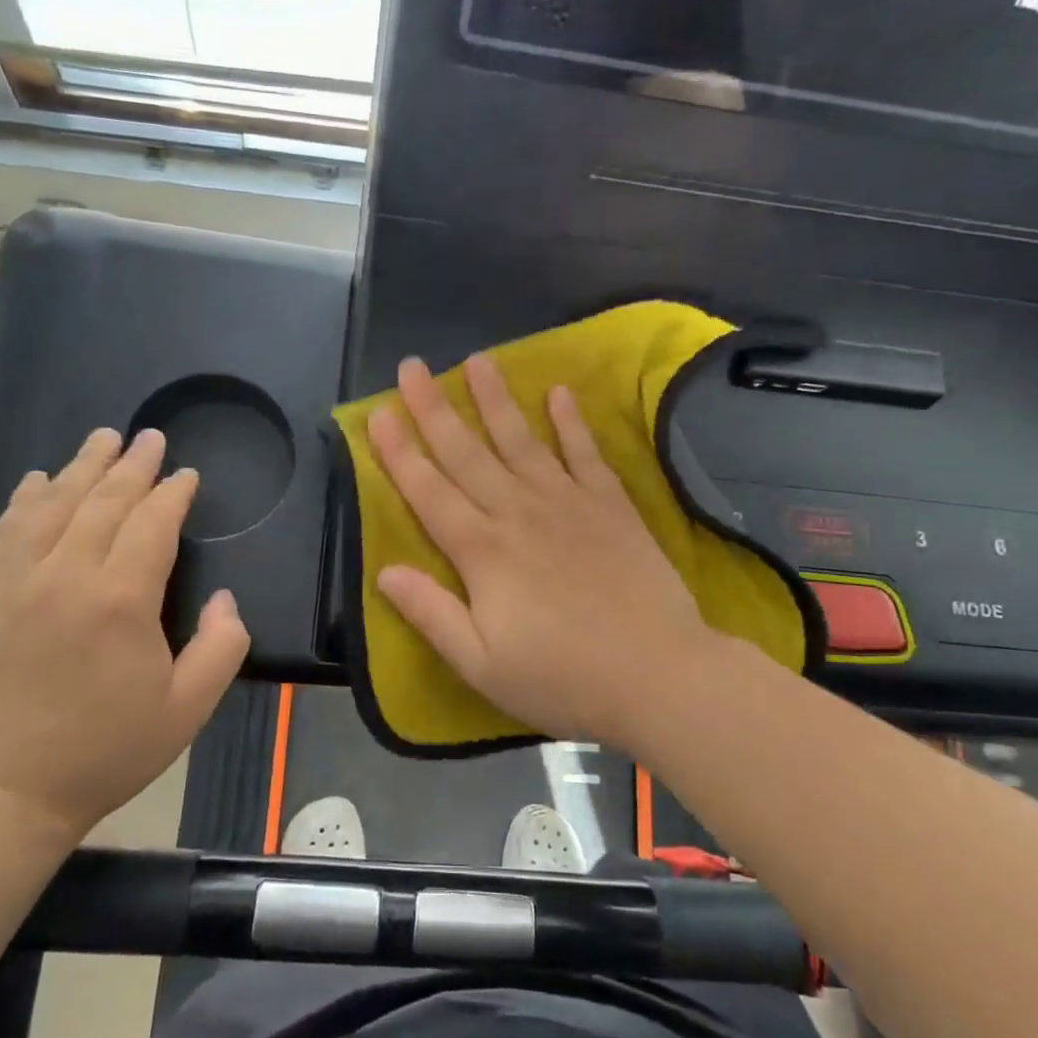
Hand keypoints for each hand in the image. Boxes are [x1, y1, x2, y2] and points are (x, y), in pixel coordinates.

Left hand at [0, 427, 249, 846]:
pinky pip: (6, 531)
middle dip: (132, 465)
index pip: (152, 523)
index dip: (173, 493)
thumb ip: (223, 646)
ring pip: (51, 505)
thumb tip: (226, 599)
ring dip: (79, 467)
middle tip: (149, 437)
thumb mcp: (188, 709)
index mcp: (121, 599)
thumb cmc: (106, 750)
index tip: (187, 475)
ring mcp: (16, 582)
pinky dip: (25, 500)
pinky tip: (37, 482)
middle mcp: (66, 575)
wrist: (3, 791)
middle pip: (102, 501)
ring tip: (101, 440)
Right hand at [367, 355, 722, 756]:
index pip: (429, 492)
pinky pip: (585, 453)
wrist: (658, 674)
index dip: (400, 453)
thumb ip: (431, 614)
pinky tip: (559, 392)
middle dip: (434, 409)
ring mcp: (568, 503)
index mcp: (482, 552)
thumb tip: (384, 572)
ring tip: (478, 359)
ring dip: (496, 399)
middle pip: (467, 453)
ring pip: (521, 440)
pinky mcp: (610, 506)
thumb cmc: (562, 678)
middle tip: (413, 366)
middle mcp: (518, 513)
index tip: (378, 412)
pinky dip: (572, 422)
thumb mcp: (482, 665)